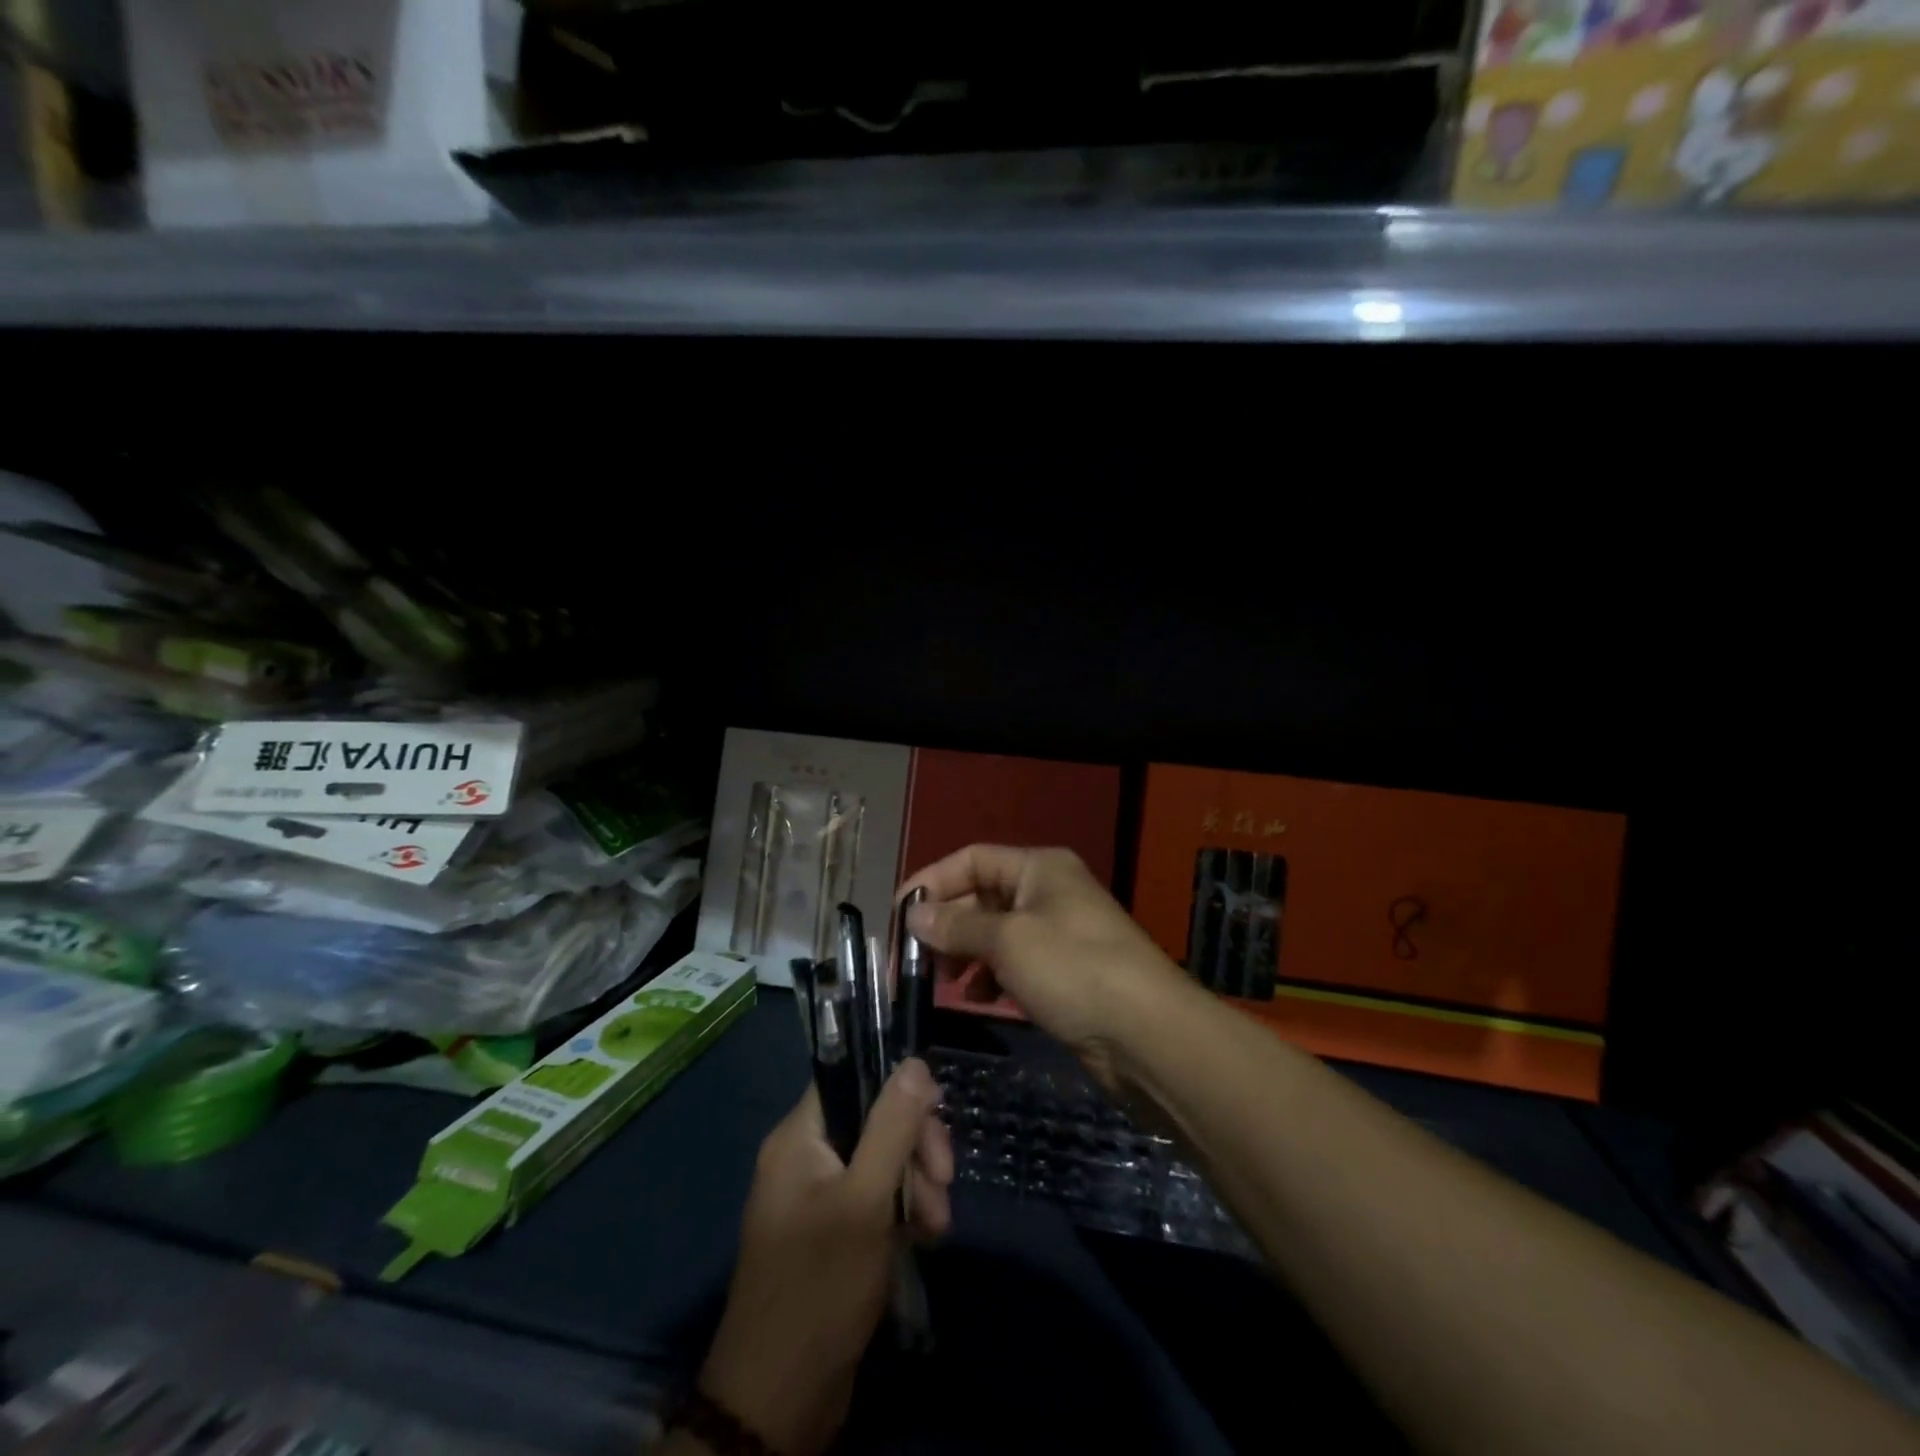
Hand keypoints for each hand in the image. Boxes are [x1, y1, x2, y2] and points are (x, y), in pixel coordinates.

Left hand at [697, 1060, 952, 1455]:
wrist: (779, 1401)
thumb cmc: (820, 1287)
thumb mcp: (865, 1201)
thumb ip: (892, 1127)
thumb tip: (914, 1063)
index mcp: (799, 1139)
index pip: (851, 1077)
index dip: (896, 1085)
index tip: (937, 1111)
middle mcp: (804, 1159)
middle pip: (872, 1120)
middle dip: (915, 1146)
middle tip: (945, 1180)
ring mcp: (818, 1198)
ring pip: (880, 1161)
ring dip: (917, 1184)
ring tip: (938, 1226)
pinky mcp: (832, 1234)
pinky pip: (874, 1199)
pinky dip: (903, 1212)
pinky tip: (926, 1238)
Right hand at [903, 845, 1190, 1091]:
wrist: (1147, 1034)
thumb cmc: (1073, 969)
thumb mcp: (1008, 941)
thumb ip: (957, 926)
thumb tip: (914, 915)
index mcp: (1039, 867)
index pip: (972, 859)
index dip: (933, 881)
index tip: (900, 915)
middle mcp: (1048, 892)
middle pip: (982, 897)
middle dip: (946, 925)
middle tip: (914, 959)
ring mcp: (1058, 933)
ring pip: (996, 934)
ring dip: (965, 953)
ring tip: (941, 981)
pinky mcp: (1064, 972)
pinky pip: (1014, 963)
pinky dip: (991, 976)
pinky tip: (976, 997)